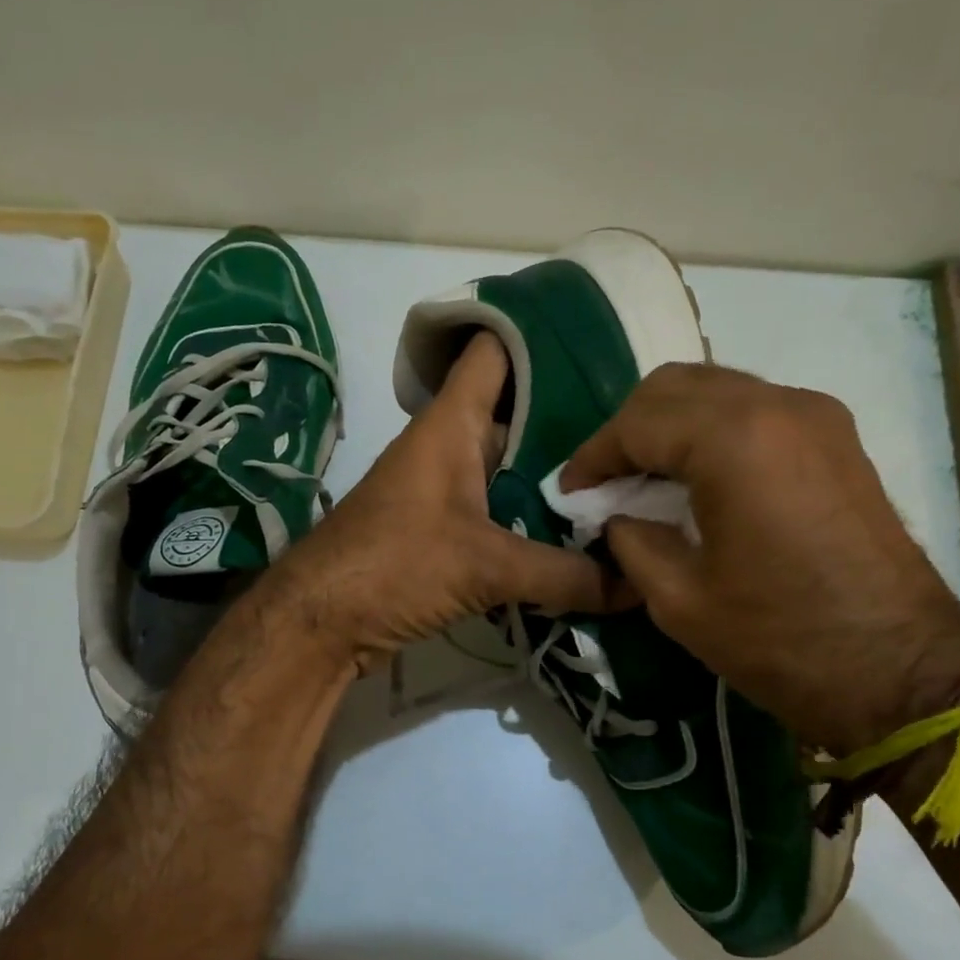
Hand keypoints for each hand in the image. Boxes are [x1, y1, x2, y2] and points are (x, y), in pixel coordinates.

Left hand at [264, 332, 622, 673]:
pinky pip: (501, 512)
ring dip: (557, 478)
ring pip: (512, 468)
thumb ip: (564, 574)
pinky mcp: (444, 532)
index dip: (542, 336)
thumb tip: (637, 588)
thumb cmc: (393, 566)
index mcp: (451, 424)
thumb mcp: (485, 566)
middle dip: (574, 420)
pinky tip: (580, 536)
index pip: (495, 351)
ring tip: (626, 483)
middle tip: (639, 433)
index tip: (604, 346)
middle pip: (519, 413)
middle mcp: (449, 447)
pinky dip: (535, 520)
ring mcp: (445, 491)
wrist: (320, 623)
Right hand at [563, 364, 959, 752]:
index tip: (570, 493)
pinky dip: (712, 432)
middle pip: (675, 386)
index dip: (593, 456)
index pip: (637, 422)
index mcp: (734, 441)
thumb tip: (615, 515)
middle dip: (629, 429)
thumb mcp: (678, 599)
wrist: (899, 671)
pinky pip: (754, 410)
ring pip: (716, 390)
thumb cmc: (779, 639)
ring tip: (645, 480)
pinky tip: (697, 480)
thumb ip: (631, 539)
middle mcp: (777, 405)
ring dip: (670, 426)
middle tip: (606, 482)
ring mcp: (816, 415)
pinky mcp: (836, 437)